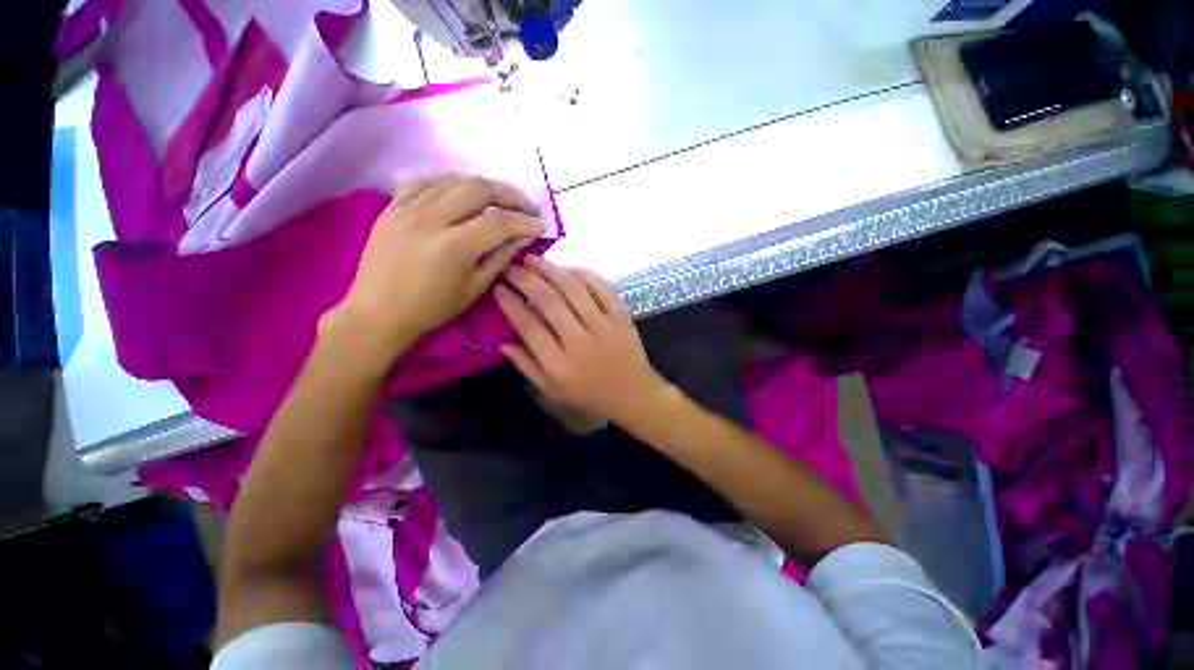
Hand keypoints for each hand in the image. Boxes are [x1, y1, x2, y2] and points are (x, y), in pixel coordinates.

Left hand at [329, 174, 544, 364]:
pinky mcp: (391, 208)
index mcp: (453, 247)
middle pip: (477, 189)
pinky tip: (460, 191)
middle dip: (509, 194)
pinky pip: (423, 182)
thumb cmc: (431, 308)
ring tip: (499, 198)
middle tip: (525, 206)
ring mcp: (407, 209)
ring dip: (482, 185)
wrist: (377, 312)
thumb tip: (523, 237)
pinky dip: (448, 182)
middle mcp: (430, 219)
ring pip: (452, 180)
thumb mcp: (474, 288)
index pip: (498, 222)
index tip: (540, 225)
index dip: (524, 221)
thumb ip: (501, 257)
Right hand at [495, 257, 670, 425]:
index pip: (529, 327)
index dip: (511, 304)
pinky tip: (568, 268)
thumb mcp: (552, 391)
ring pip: (574, 289)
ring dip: (551, 270)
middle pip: (549, 301)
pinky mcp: (621, 317)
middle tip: (511, 267)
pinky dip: (584, 274)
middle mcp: (579, 341)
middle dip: (526, 279)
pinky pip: (602, 288)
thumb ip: (526, 366)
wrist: (633, 395)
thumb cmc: (589, 396)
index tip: (499, 288)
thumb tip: (503, 342)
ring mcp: (604, 326)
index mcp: (558, 365)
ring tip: (533, 260)